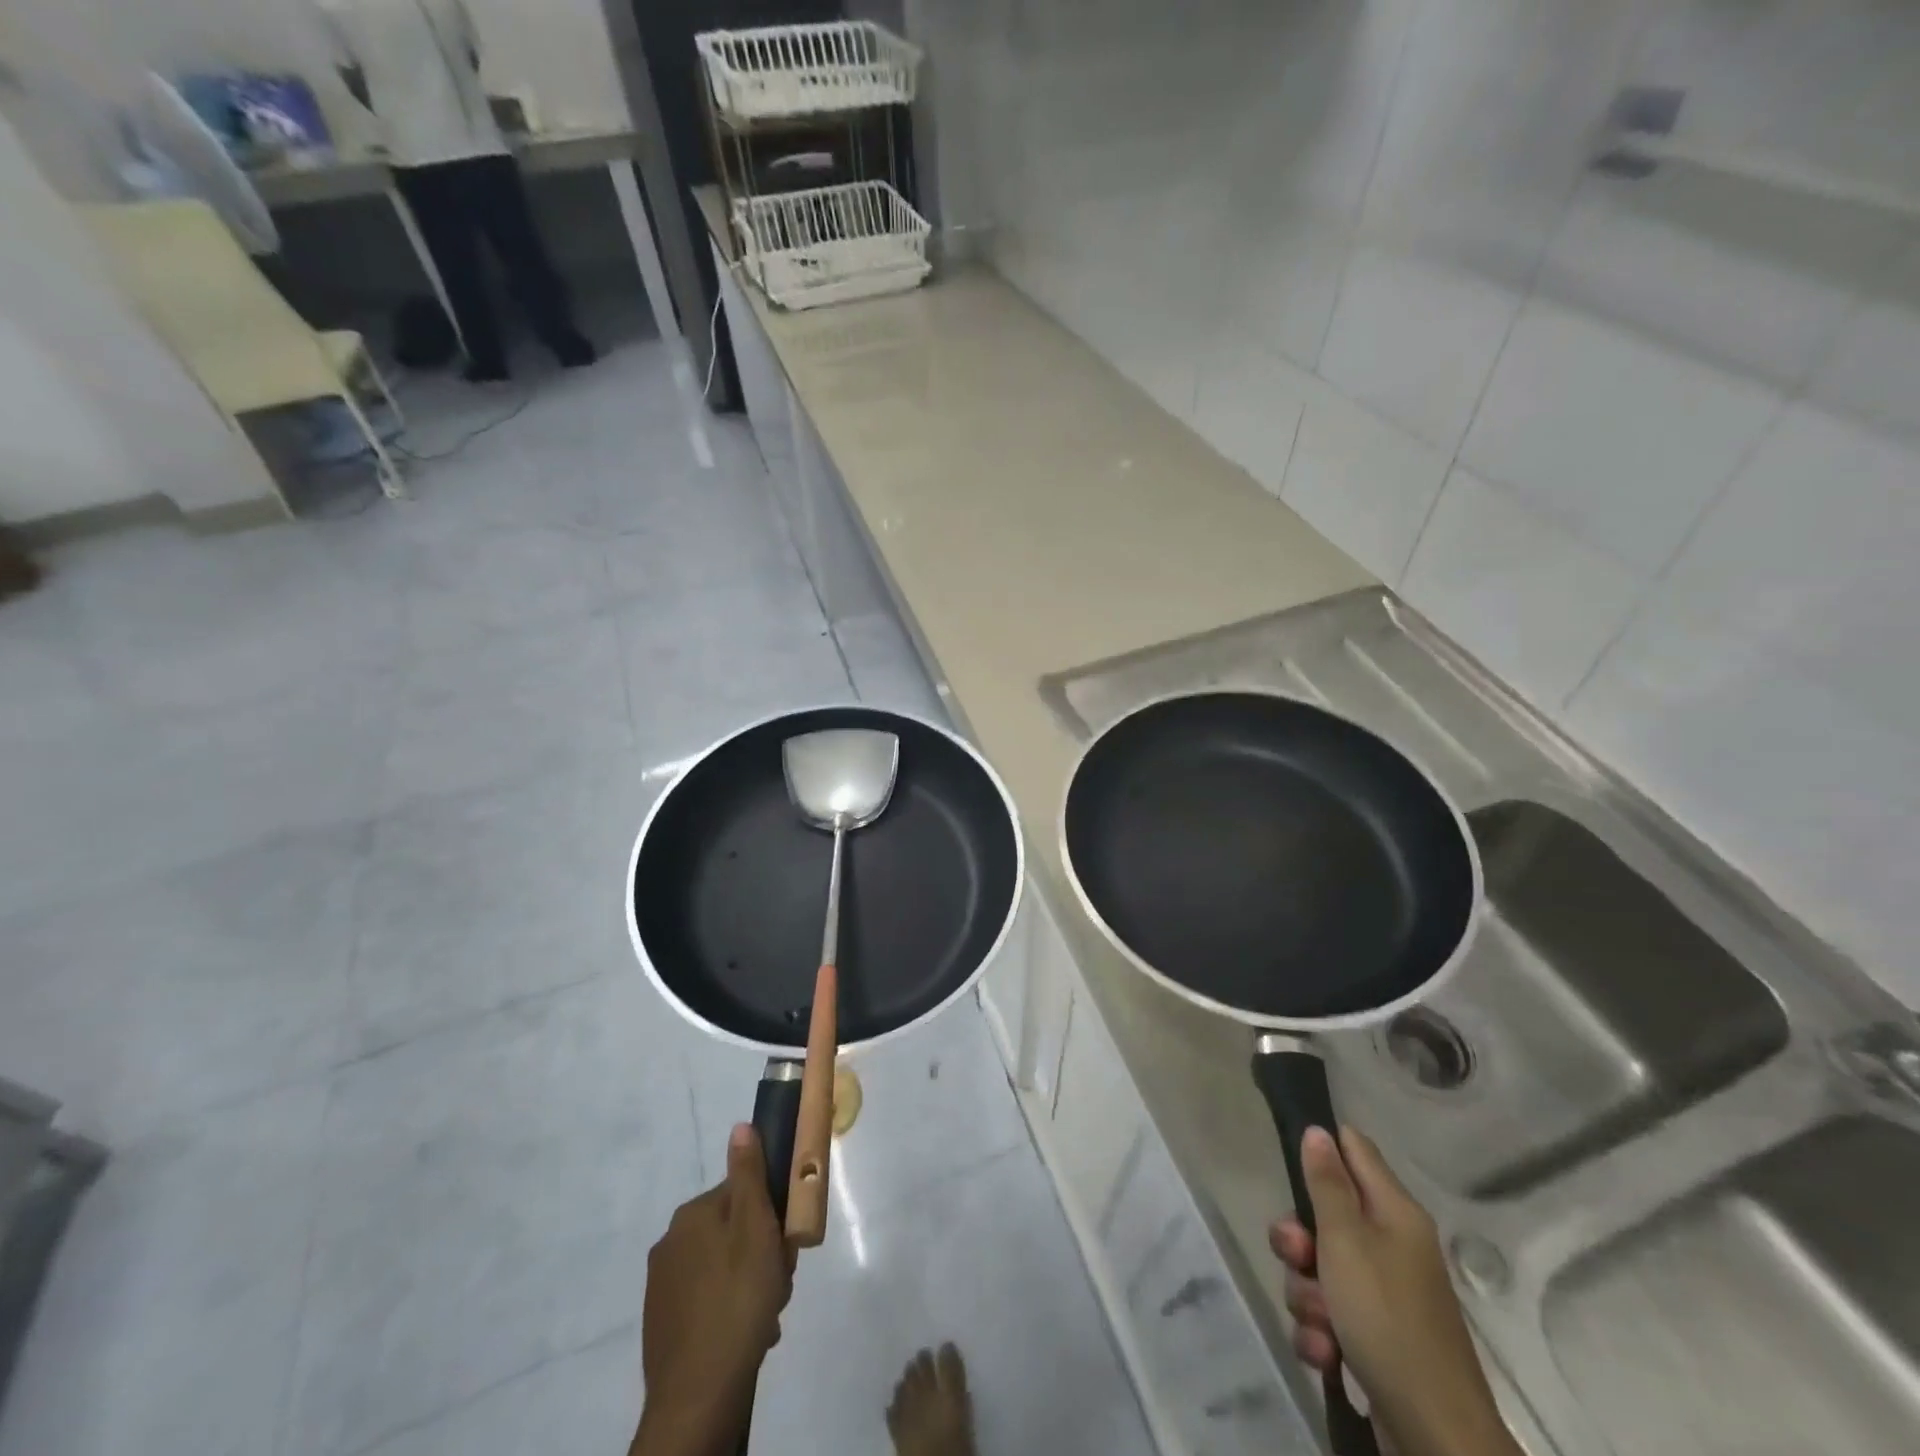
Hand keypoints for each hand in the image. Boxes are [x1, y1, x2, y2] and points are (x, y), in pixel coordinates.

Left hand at [633, 1125, 794, 1455]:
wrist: (697, 1397)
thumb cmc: (737, 1300)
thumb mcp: (755, 1228)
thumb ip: (750, 1175)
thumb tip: (740, 1126)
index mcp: (692, 1215)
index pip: (742, 1194)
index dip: (770, 1215)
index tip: (784, 1244)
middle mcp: (670, 1242)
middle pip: (733, 1231)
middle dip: (761, 1253)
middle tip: (778, 1283)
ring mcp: (662, 1286)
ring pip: (724, 1268)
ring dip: (750, 1284)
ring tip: (765, 1315)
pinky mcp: (662, 1324)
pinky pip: (708, 1301)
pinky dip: (730, 1311)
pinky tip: (746, 1334)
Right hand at [1269, 1126, 1519, 1455]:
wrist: (1434, 1436)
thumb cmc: (1387, 1318)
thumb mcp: (1346, 1240)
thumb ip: (1327, 1183)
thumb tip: (1319, 1131)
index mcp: (1394, 1212)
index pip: (1354, 1149)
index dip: (1321, 1148)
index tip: (1290, 1162)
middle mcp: (1391, 1245)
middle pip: (1325, 1214)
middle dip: (1298, 1239)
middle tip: (1298, 1257)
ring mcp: (1383, 1293)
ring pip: (1319, 1268)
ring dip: (1306, 1293)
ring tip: (1320, 1324)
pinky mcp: (1373, 1336)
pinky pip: (1328, 1313)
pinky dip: (1320, 1331)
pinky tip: (1326, 1353)